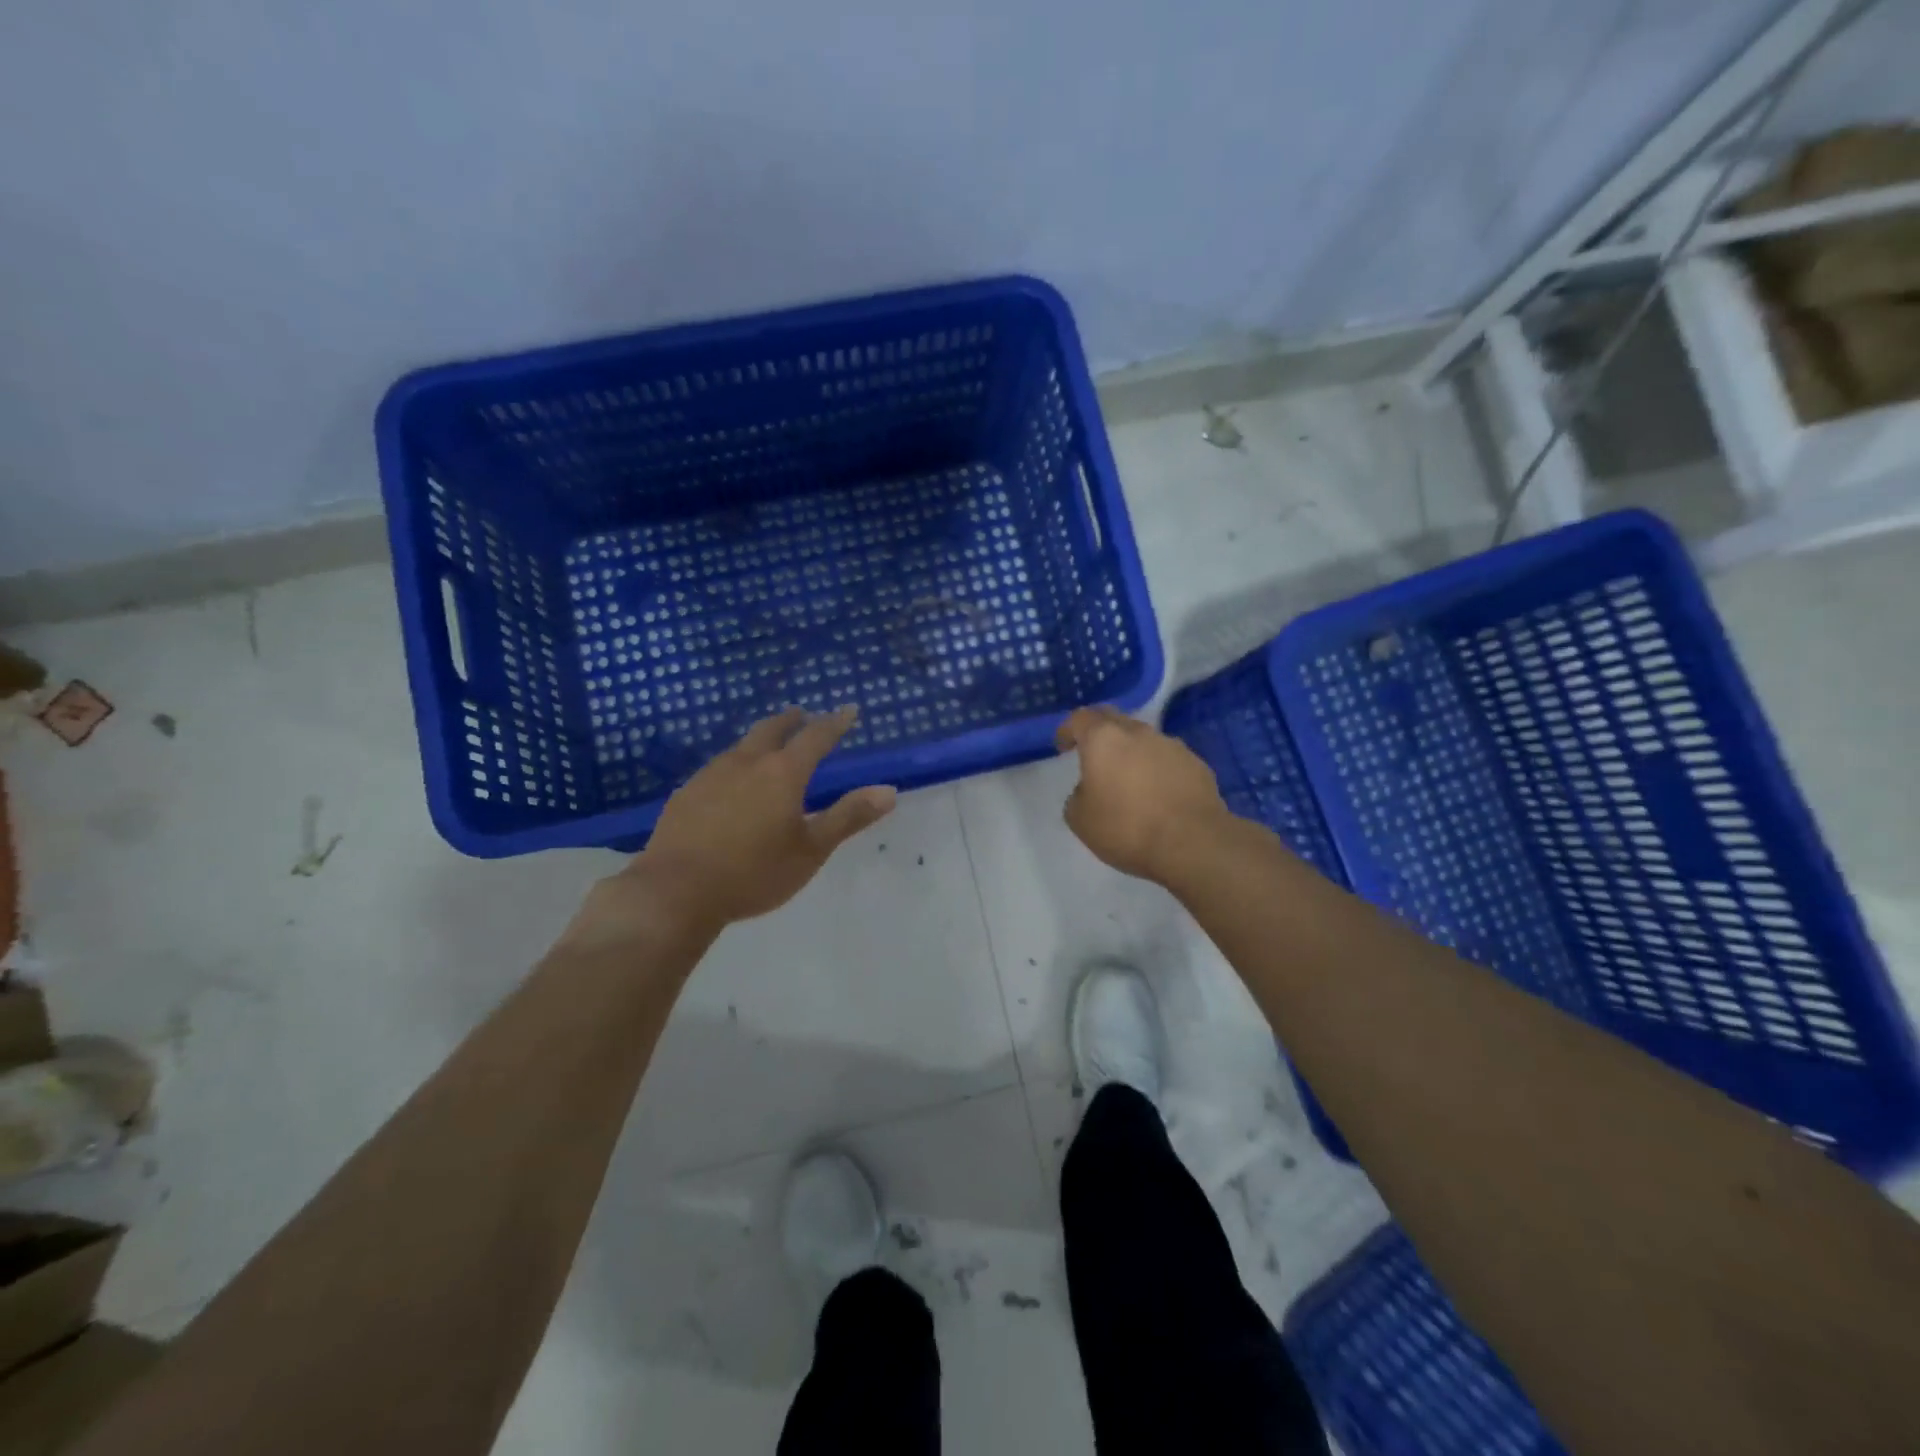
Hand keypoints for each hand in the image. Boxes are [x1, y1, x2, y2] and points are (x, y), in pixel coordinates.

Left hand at [570, 707, 895, 947]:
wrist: (675, 892)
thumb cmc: (754, 873)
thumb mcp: (811, 850)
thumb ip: (848, 817)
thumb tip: (889, 791)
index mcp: (783, 773)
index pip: (816, 736)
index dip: (835, 722)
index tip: (849, 710)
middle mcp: (746, 762)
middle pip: (772, 729)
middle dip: (792, 720)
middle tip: (802, 716)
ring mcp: (710, 775)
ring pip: (741, 746)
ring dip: (760, 740)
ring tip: (768, 747)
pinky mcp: (685, 793)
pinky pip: (717, 768)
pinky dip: (734, 765)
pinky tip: (730, 785)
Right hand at [1056, 706, 1228, 883]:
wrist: (1193, 842)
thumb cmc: (1127, 828)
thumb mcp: (1080, 820)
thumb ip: (1078, 797)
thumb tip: (1089, 790)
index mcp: (1104, 739)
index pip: (1080, 718)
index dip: (1068, 730)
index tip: (1063, 746)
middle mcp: (1138, 732)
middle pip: (1114, 719)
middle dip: (1100, 732)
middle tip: (1093, 754)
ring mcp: (1172, 746)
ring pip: (1144, 739)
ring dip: (1132, 751)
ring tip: (1129, 779)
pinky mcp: (1197, 764)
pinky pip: (1168, 759)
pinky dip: (1158, 769)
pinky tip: (1158, 794)